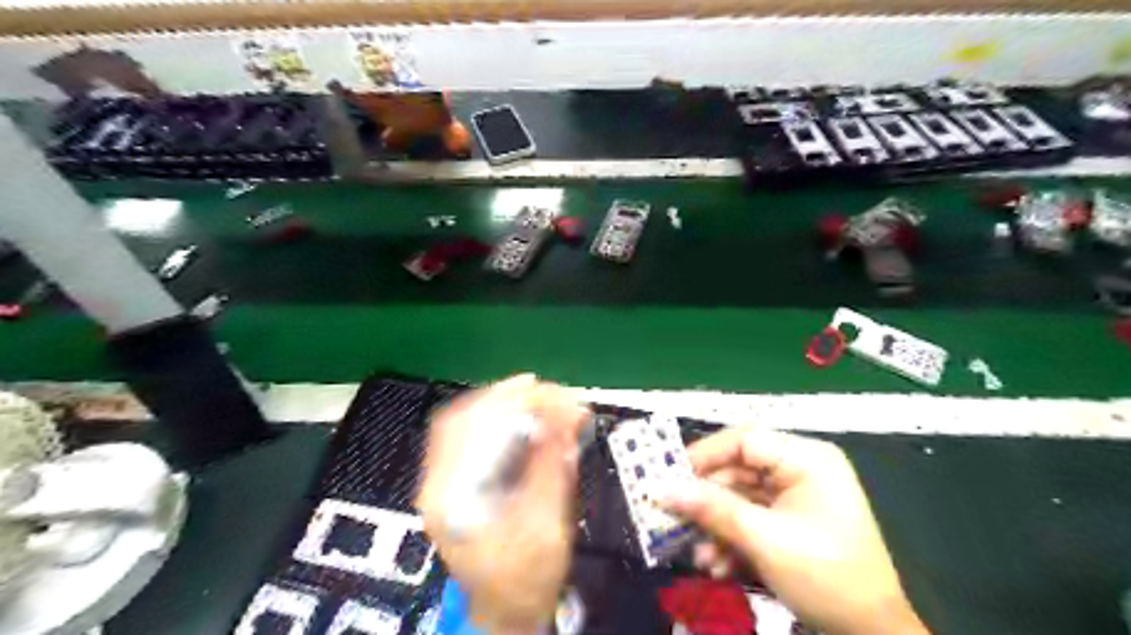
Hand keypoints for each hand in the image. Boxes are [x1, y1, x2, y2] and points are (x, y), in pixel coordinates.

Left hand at [416, 373, 592, 631]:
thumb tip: (568, 413)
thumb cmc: (525, 578)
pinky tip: (527, 420)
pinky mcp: (458, 483)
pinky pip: (474, 439)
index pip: (465, 427)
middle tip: (548, 392)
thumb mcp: (544, 523)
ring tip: (542, 401)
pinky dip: (502, 423)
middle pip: (462, 419)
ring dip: (505, 408)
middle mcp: (436, 483)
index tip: (542, 389)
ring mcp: (444, 482)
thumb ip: (551, 465)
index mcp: (447, 496)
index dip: (504, 401)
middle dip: (507, 399)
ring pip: (467, 425)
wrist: (507, 612)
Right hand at [663, 426, 927, 634]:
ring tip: (698, 557)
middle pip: (736, 471)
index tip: (669, 477)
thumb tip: (662, 490)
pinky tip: (717, 566)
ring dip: (715, 527)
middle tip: (672, 520)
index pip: (743, 440)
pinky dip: (730, 540)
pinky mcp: (787, 521)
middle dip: (707, 502)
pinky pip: (749, 519)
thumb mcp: (765, 541)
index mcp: (806, 459)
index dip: (703, 455)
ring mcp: (794, 496)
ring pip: (738, 498)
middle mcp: (799, 469)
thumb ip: (713, 510)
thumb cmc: (827, 577)